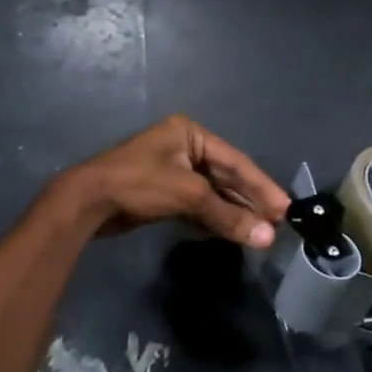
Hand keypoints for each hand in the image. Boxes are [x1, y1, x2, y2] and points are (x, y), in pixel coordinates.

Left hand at [60, 115, 290, 248]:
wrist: (86, 202)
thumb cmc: (139, 184)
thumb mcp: (188, 195)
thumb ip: (229, 216)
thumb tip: (267, 238)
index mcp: (190, 134)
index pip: (236, 161)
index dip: (262, 186)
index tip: (286, 208)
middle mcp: (183, 147)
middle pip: (226, 176)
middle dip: (250, 201)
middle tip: (278, 223)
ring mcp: (172, 170)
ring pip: (212, 192)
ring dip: (234, 212)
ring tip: (261, 232)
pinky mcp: (162, 193)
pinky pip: (197, 204)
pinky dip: (214, 217)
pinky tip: (233, 231)